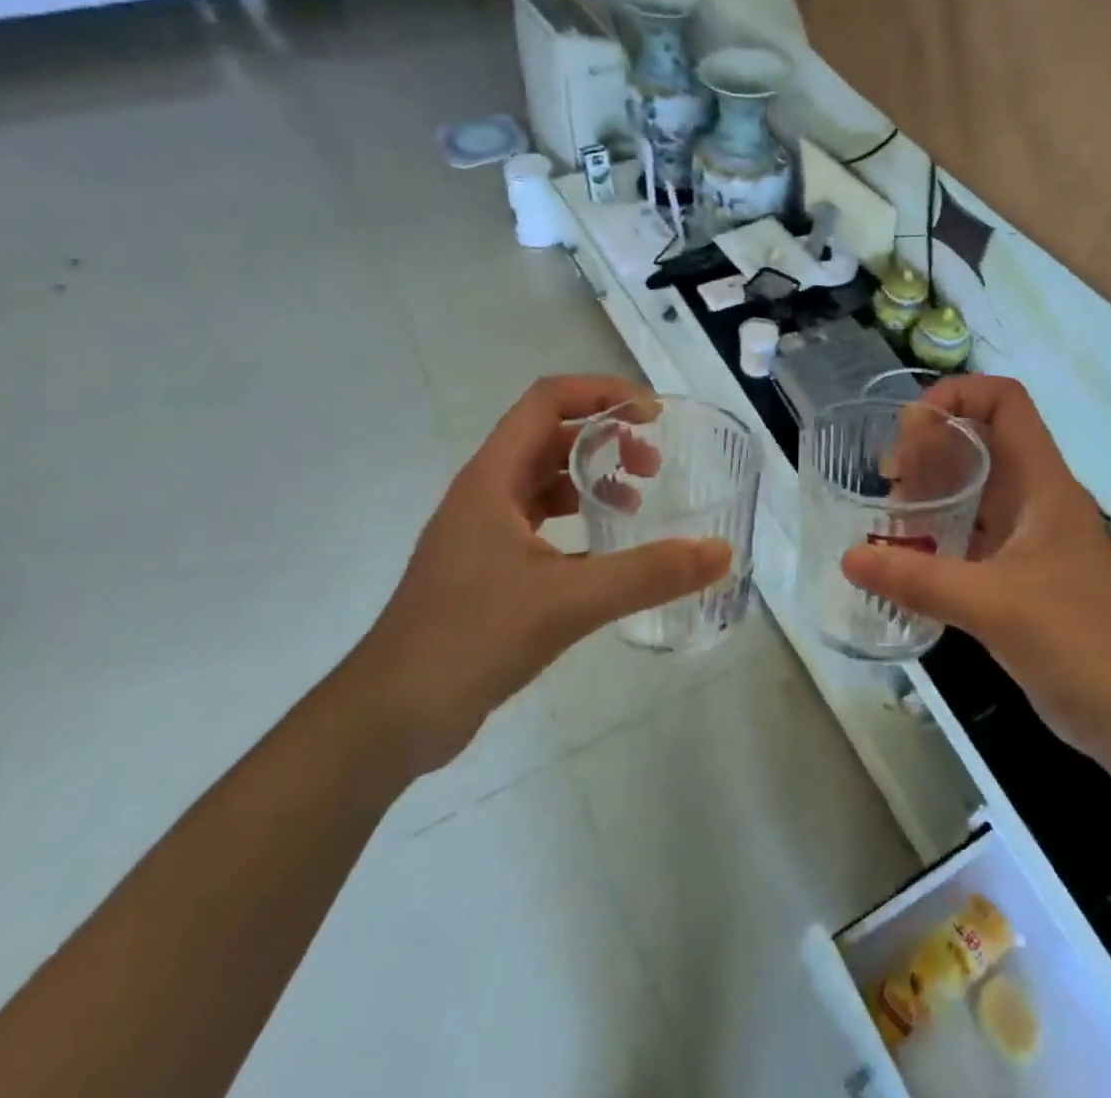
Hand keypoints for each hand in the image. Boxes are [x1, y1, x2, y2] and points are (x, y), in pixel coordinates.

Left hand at [342, 376, 731, 776]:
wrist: (390, 717)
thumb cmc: (470, 638)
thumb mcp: (568, 601)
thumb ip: (648, 574)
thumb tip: (720, 551)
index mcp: (492, 478)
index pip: (546, 401)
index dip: (600, 393)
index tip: (651, 416)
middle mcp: (484, 494)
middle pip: (548, 437)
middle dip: (604, 439)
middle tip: (652, 467)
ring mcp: (482, 534)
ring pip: (543, 482)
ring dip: (590, 479)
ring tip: (635, 502)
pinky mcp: (486, 571)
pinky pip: (539, 524)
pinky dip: (576, 522)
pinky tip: (606, 554)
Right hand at [842, 376, 1110, 765]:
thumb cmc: (1079, 644)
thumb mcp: (994, 607)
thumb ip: (919, 581)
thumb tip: (848, 558)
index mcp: (1043, 484)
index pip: (1005, 402)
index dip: (957, 396)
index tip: (910, 430)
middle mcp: (1036, 498)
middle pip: (980, 439)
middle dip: (930, 446)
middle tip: (889, 480)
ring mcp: (1029, 536)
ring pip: (974, 487)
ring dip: (931, 490)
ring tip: (890, 517)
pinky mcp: (1020, 572)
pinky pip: (972, 531)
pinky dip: (937, 532)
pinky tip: (907, 556)